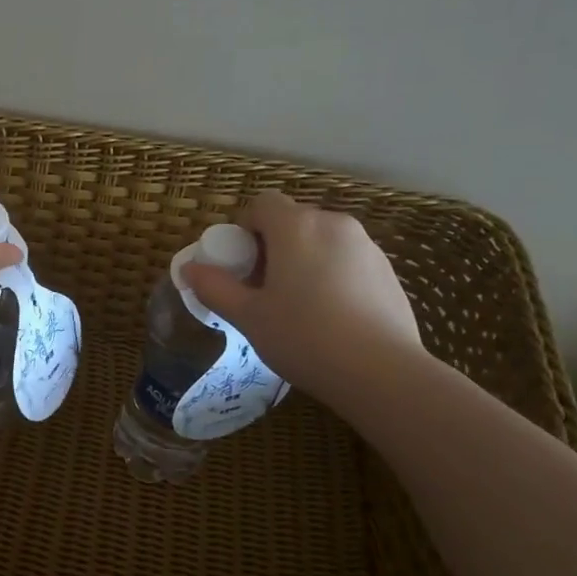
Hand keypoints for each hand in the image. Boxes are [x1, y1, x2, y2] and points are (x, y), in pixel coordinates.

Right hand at [181, 190, 423, 404]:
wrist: (381, 372)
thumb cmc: (304, 337)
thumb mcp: (247, 316)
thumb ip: (215, 287)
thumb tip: (189, 269)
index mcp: (296, 227)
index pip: (262, 203)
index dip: (244, 228)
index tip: (241, 266)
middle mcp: (334, 224)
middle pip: (292, 221)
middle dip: (272, 246)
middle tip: (262, 290)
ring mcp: (367, 246)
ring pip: (321, 241)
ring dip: (302, 260)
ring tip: (297, 307)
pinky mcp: (387, 270)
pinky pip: (346, 260)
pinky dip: (330, 275)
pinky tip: (330, 317)